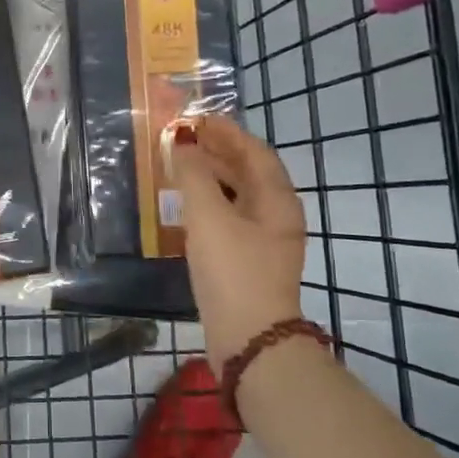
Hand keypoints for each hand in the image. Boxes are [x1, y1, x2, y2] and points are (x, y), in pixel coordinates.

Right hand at [172, 115, 308, 366]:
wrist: (249, 339)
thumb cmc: (233, 271)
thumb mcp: (208, 217)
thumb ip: (194, 174)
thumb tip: (182, 142)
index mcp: (277, 200)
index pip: (254, 151)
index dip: (226, 132)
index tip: (197, 118)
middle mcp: (277, 216)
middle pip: (248, 172)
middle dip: (218, 151)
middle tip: (184, 138)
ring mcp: (265, 241)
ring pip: (238, 196)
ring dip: (212, 177)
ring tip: (180, 166)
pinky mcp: (249, 262)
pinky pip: (230, 218)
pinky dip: (210, 203)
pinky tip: (186, 207)